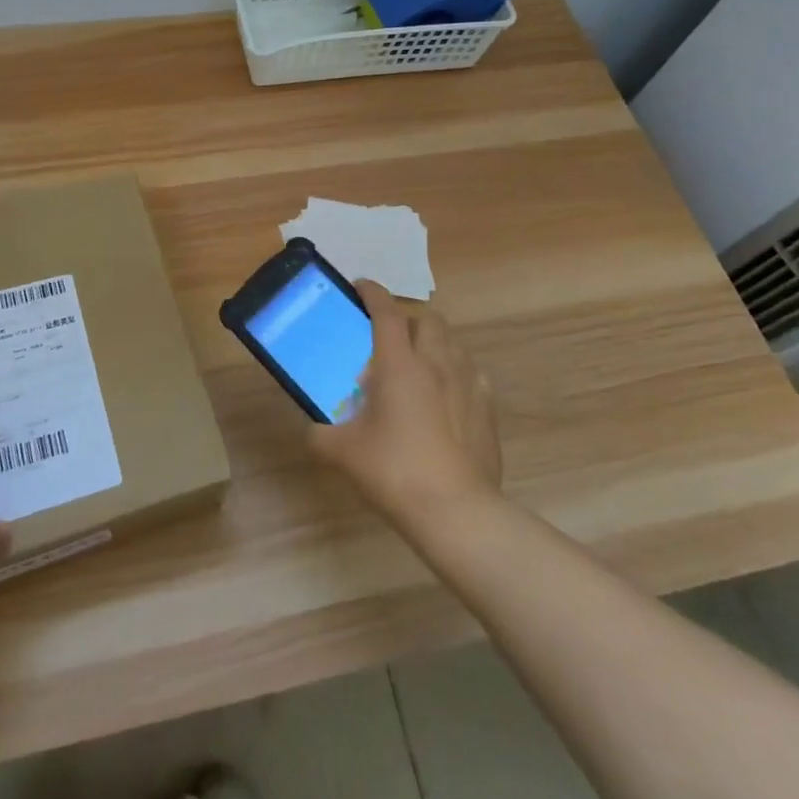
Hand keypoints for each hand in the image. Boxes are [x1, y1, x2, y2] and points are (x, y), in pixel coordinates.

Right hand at [310, 281, 501, 528]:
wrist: (456, 511)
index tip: (359, 286)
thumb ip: (320, 433)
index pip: (386, 311)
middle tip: (387, 333)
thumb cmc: (395, 471)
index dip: (372, 292)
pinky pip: (471, 372)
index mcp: (399, 364)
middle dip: (407, 315)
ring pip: (453, 342)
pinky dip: (454, 370)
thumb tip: (312, 428)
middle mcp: (437, 363)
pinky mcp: (487, 408)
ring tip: (417, 361)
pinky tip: (444, 393)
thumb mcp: (342, 452)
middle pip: (427, 318)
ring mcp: (468, 384)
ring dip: (433, 340)